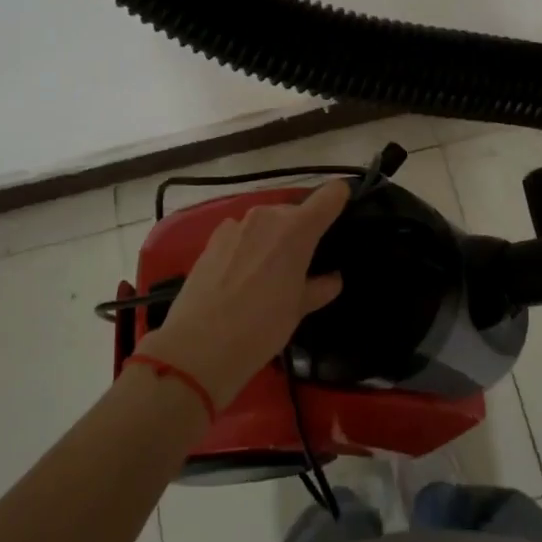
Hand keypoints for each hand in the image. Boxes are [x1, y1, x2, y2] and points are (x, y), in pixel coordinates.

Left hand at [143, 181, 347, 404]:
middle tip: (303, 264)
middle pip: (295, 211)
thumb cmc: (261, 328)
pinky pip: (241, 234)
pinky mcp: (212, 239)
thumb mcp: (298, 310)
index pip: (330, 195)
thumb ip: (319, 287)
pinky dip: (248, 247)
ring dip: (273, 239)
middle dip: (302, 232)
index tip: (343, 215)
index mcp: (297, 229)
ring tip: (270, 273)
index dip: (340, 200)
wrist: (198, 347)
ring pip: (266, 223)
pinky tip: (242, 275)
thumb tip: (332, 278)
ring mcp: (236, 225)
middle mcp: (267, 216)